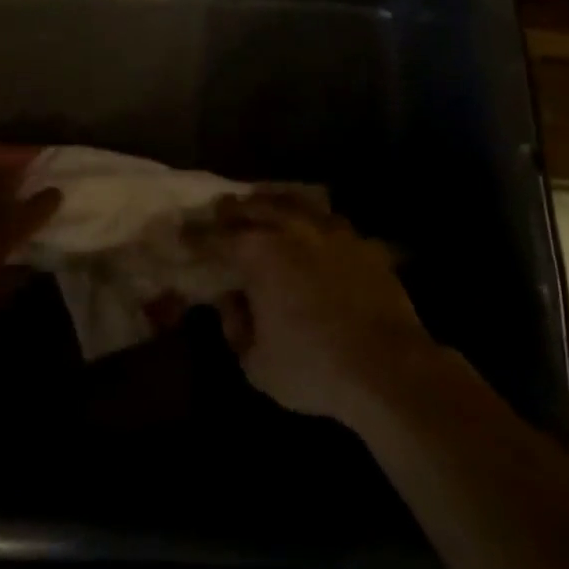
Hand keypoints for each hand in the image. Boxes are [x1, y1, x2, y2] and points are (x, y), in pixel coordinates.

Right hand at [212, 193, 439, 426]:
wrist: (387, 367)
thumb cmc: (313, 367)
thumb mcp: (258, 363)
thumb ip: (237, 328)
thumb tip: (232, 303)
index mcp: (258, 252)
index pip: (215, 237)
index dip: (195, 235)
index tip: (181, 231)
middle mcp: (291, 228)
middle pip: (254, 206)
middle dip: (232, 208)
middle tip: (219, 209)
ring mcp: (330, 230)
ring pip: (294, 202)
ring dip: (271, 201)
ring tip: (261, 201)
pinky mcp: (361, 242)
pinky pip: (329, 218)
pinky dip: (312, 217)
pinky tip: (312, 224)